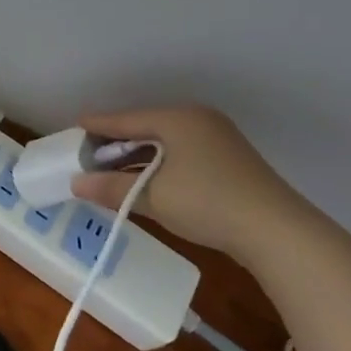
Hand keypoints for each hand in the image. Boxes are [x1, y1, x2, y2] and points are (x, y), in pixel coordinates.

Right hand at [70, 105, 314, 262]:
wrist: (277, 231)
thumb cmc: (207, 203)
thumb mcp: (153, 197)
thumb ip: (111, 187)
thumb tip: (75, 184)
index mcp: (177, 118)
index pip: (126, 119)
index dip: (97, 125)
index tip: (73, 127)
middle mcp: (198, 120)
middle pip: (145, 127)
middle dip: (116, 142)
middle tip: (88, 155)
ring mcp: (217, 138)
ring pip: (164, 141)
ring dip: (138, 155)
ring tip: (111, 170)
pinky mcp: (229, 160)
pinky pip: (181, 152)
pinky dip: (159, 163)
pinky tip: (147, 178)